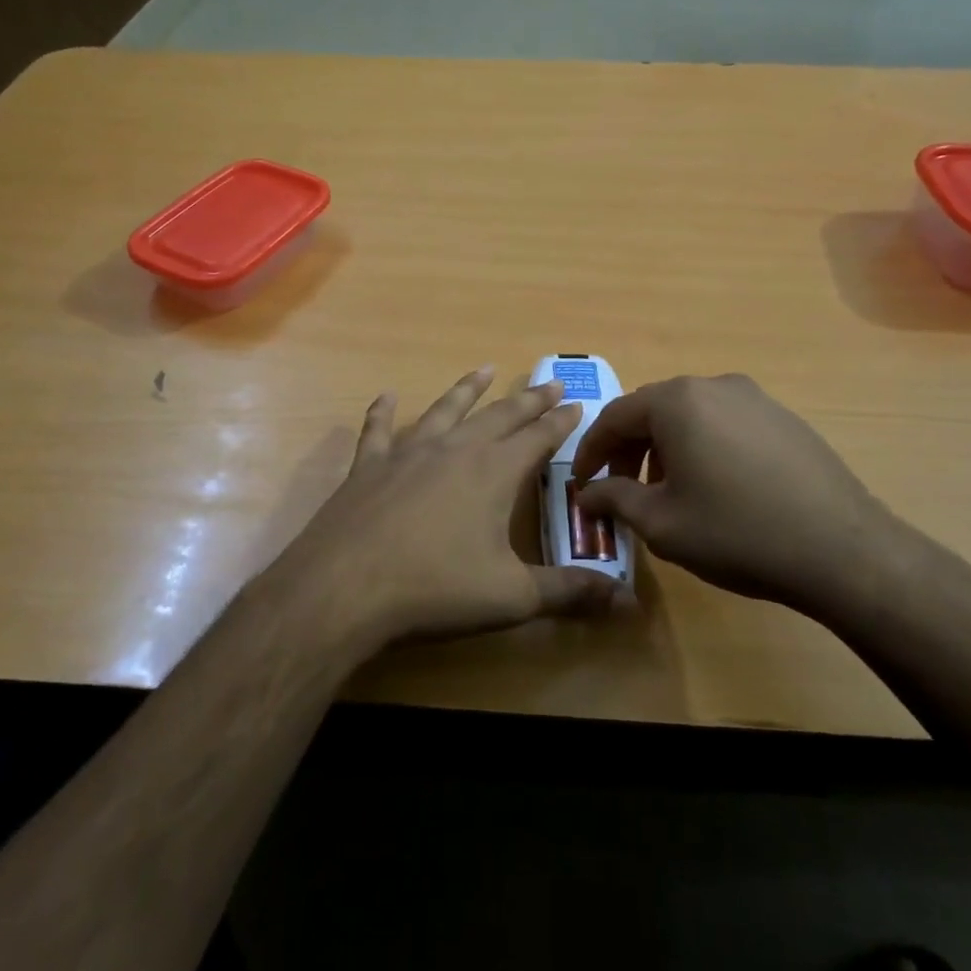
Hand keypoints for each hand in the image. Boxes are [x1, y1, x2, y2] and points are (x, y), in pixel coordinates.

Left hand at [282, 366, 616, 648]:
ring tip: (484, 370)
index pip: (538, 437)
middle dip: (528, 400)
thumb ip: (568, 593)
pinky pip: (379, 430)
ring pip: (445, 409)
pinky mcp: (369, 466)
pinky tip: (386, 396)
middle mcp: (455, 450)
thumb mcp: (512, 597)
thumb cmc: (436, 589)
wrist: (346, 587)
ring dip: (467, 389)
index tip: (576, 403)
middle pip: (499, 416)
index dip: (560, 422)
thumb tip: (624, 600)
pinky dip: (383, 412)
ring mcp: (408, 453)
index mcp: (494, 472)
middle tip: (549, 382)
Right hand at [571, 374, 910, 622]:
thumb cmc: (737, 533)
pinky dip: (703, 447)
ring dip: (666, 448)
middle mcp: (714, 386)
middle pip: (653, 411)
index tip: (582, 483)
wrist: (843, 550)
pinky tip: (715, 487)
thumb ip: (615, 499)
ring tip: (667, 491)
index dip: (591, 451)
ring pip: (691, 416)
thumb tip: (587, 494)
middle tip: (621, 489)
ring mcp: (755, 398)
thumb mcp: (662, 524)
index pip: (615, 417)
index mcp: (677, 402)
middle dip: (629, 449)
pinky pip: (726, 424)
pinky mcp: (784, 418)